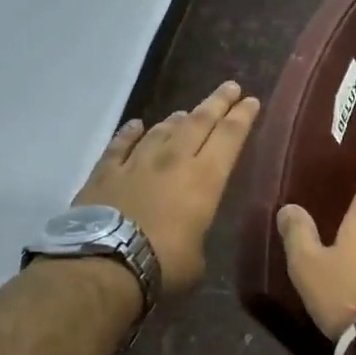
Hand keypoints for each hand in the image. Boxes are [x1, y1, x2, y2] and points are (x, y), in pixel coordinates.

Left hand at [74, 81, 260, 297]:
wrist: (105, 264)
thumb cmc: (164, 266)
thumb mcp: (196, 260)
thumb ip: (195, 237)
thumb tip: (187, 236)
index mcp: (205, 180)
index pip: (230, 138)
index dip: (242, 117)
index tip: (251, 101)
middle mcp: (173, 161)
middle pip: (199, 122)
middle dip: (217, 103)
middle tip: (230, 87)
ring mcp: (137, 163)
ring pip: (162, 130)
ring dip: (177, 120)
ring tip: (186, 113)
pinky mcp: (105, 172)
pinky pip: (120, 145)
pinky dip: (130, 133)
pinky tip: (136, 125)